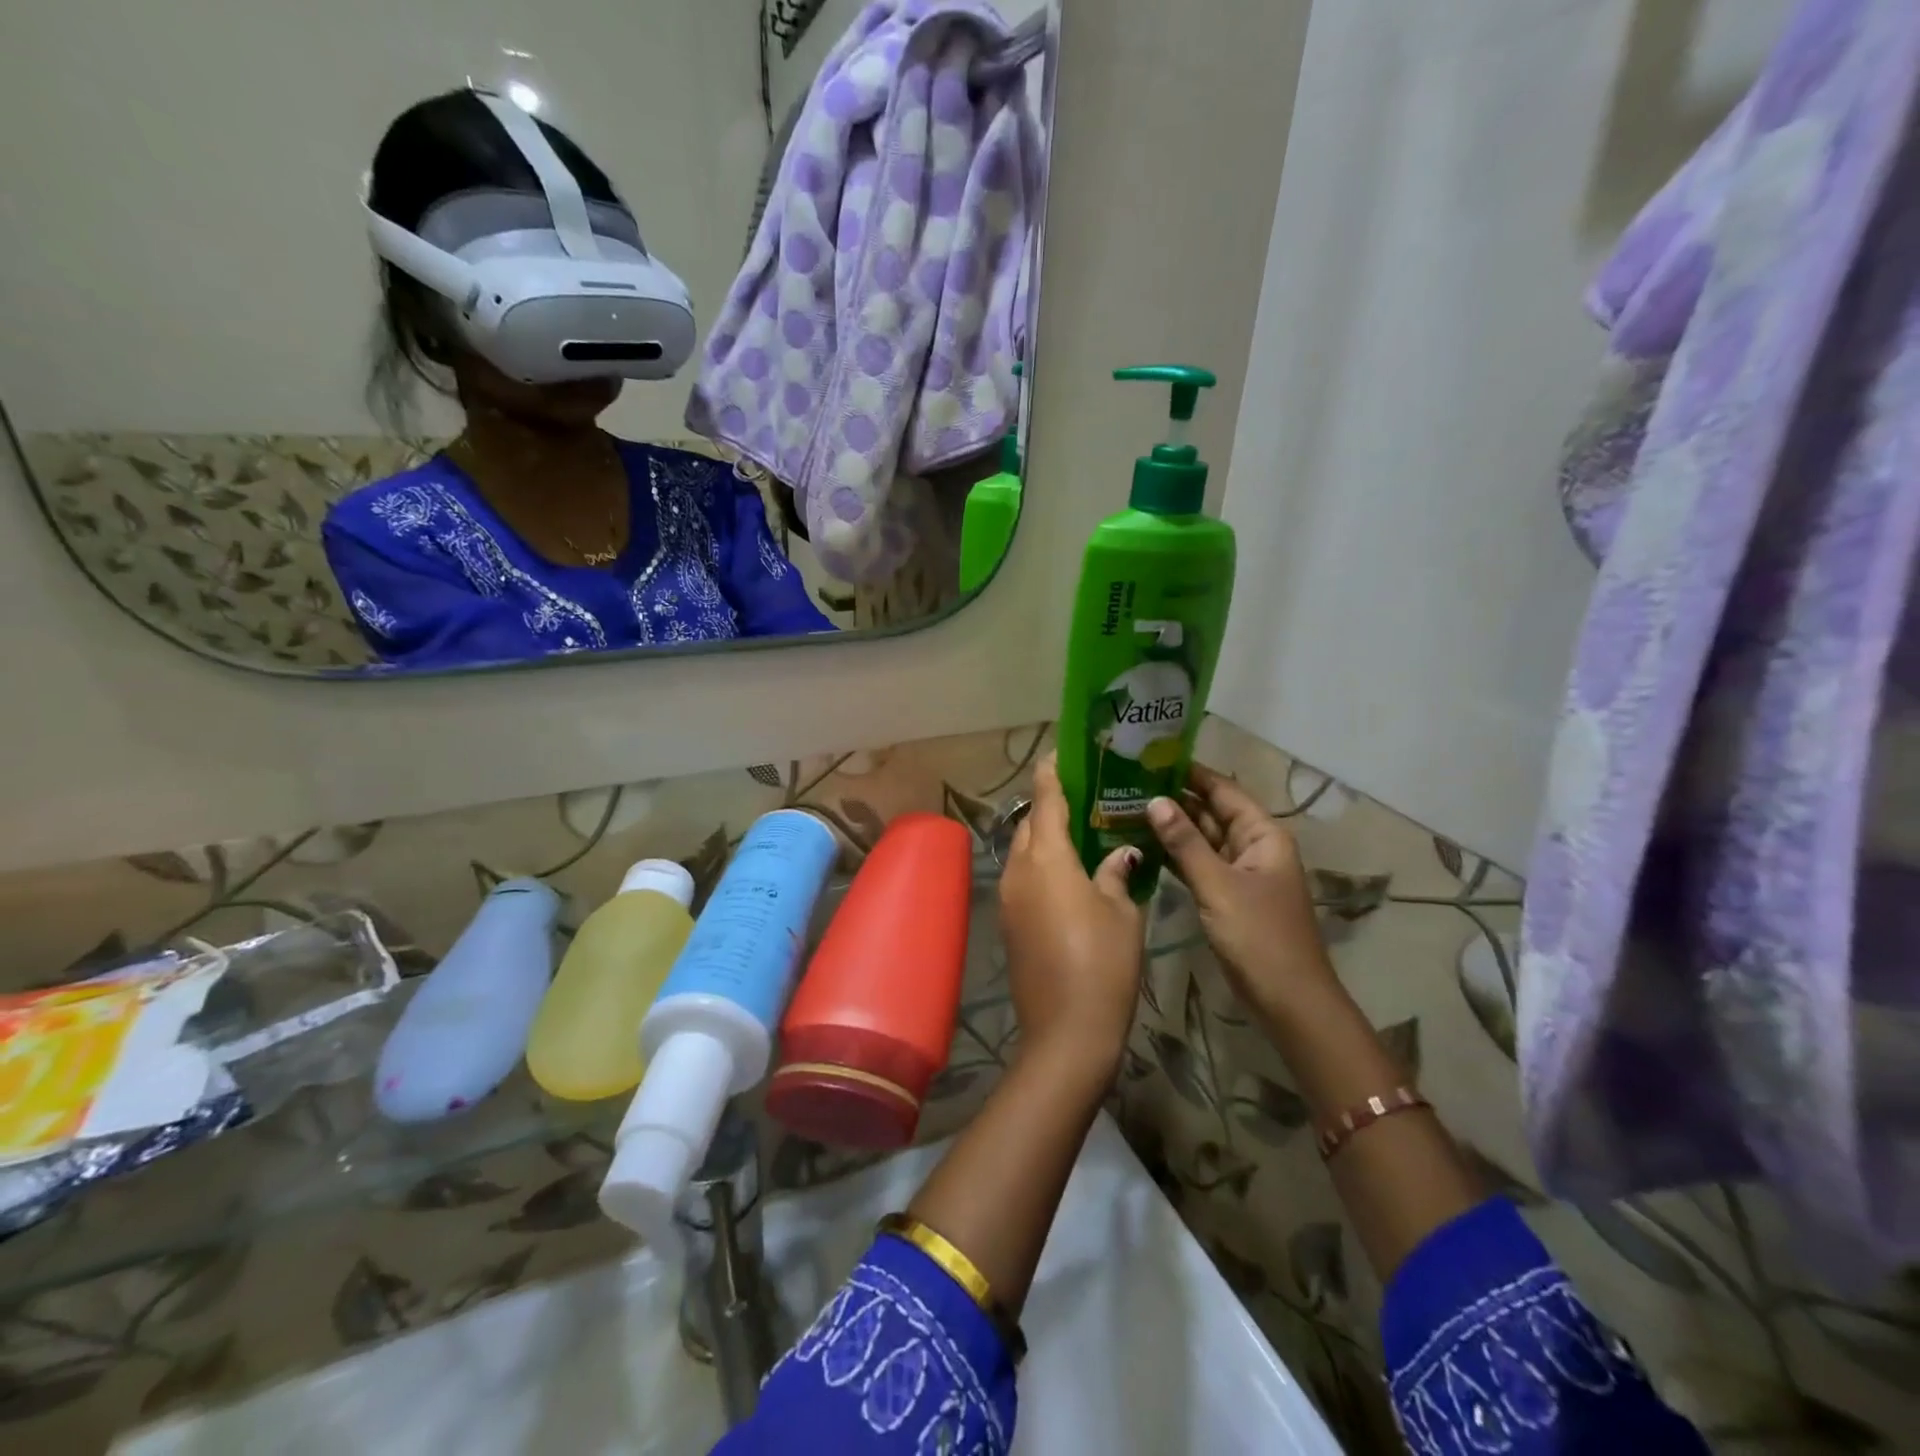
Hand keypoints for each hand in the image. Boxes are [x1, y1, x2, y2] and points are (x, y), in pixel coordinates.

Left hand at [998, 754, 1144, 1075]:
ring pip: (1024, 851)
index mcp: (1047, 858)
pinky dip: (1041, 866)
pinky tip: (1069, 875)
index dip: (1052, 773)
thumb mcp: (1122, 912)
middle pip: (1031, 824)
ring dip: (1045, 838)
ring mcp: (1008, 898)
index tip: (1060, 753)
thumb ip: (1117, 872)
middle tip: (1083, 798)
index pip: (1046, 800)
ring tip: (1079, 834)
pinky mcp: (1008, 923)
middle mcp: (1019, 870)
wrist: (1066, 1032)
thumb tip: (1120, 853)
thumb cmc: (1103, 964)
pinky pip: (1023, 878)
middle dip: (1050, 806)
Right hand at [1146, 764, 1339, 1028]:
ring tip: (1126, 808)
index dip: (1190, 773)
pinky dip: (1174, 856)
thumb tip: (1154, 800)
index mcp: (1262, 835)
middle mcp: (1253, 846)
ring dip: (1171, 828)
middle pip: (1210, 812)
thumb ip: (1184, 843)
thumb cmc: (1258, 936)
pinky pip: (1198, 865)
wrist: (1288, 1000)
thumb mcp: (1218, 885)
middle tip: (1128, 784)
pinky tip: (1142, 847)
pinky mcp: (1227, 896)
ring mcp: (1239, 873)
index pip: (1223, 790)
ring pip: (1201, 840)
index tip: (1150, 758)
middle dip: (1174, 799)